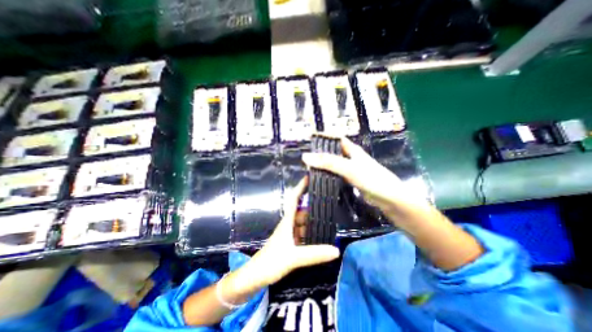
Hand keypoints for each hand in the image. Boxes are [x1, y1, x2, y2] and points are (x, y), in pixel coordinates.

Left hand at [227, 177, 340, 293]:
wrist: (255, 277)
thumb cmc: (270, 263)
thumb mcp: (293, 258)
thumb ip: (314, 254)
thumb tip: (336, 250)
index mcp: (287, 221)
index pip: (294, 199)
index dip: (301, 187)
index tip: (309, 177)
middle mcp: (289, 224)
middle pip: (303, 211)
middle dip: (315, 207)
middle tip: (330, 203)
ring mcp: (290, 234)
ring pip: (304, 223)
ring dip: (314, 221)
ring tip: (330, 219)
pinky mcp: (291, 243)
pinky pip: (304, 234)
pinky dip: (312, 233)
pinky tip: (322, 236)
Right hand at [305, 136, 420, 213]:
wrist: (391, 200)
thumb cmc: (372, 180)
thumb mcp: (348, 168)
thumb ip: (328, 162)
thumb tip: (305, 156)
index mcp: (352, 150)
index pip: (336, 138)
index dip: (324, 136)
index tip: (310, 137)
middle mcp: (351, 158)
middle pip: (334, 151)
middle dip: (321, 152)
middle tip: (306, 157)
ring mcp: (352, 170)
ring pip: (334, 164)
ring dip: (324, 165)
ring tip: (309, 168)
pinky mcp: (352, 181)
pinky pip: (337, 175)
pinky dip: (328, 175)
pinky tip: (321, 179)